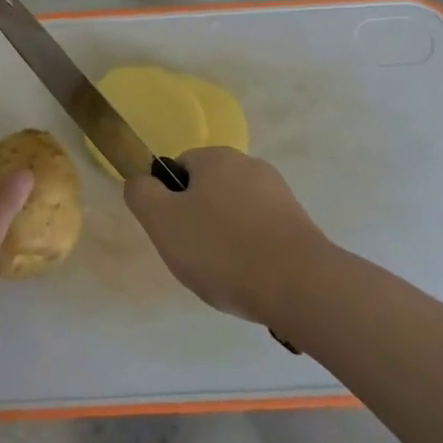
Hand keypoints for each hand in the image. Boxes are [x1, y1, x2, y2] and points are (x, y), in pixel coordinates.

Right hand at [123, 147, 329, 324]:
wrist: (300, 285)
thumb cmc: (222, 249)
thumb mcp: (162, 222)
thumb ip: (142, 194)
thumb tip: (141, 181)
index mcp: (217, 157)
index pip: (179, 169)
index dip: (170, 202)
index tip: (174, 234)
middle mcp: (250, 165)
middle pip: (209, 190)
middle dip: (199, 221)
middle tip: (196, 257)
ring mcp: (280, 194)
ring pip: (236, 213)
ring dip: (227, 238)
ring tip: (226, 275)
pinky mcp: (300, 224)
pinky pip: (263, 233)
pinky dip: (253, 252)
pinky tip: (252, 279)